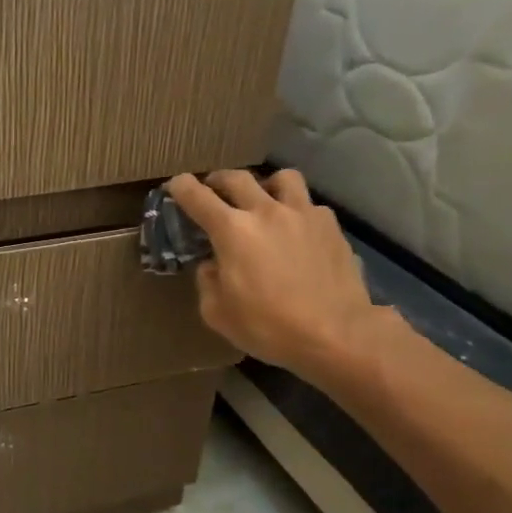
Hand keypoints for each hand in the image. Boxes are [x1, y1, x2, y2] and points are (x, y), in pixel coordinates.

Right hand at [165, 170, 382, 386]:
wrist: (335, 334)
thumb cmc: (268, 326)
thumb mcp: (218, 313)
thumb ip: (207, 282)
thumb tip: (212, 265)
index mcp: (232, 230)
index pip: (197, 196)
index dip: (182, 187)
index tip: (176, 185)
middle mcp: (266, 211)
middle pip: (236, 177)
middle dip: (218, 180)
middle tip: (213, 190)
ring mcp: (303, 214)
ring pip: (282, 178)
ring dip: (266, 185)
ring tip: (264, 200)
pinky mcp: (331, 226)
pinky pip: (309, 205)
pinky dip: (297, 211)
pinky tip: (297, 232)